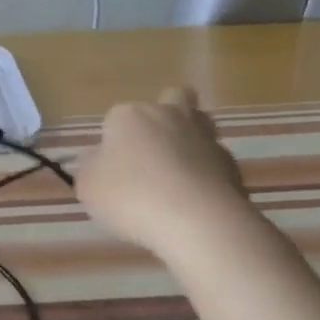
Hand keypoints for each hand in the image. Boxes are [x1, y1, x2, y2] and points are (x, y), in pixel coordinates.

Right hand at [76, 87, 249, 255]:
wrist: (197, 221)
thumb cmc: (131, 196)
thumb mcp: (88, 185)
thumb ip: (90, 167)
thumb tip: (98, 158)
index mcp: (130, 115)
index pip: (115, 117)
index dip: (112, 140)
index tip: (110, 168)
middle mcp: (169, 116)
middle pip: (172, 98)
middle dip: (165, 114)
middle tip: (152, 148)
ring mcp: (205, 138)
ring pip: (200, 124)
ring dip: (190, 138)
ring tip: (178, 171)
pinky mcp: (232, 165)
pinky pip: (214, 161)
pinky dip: (206, 173)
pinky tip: (196, 198)